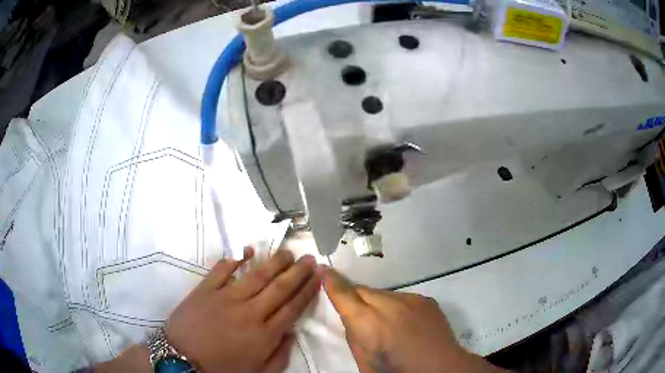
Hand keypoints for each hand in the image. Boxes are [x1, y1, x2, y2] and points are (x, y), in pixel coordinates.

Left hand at [165, 248, 324, 372]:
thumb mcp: (258, 371)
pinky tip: (247, 251)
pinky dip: (235, 258)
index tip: (320, 275)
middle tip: (309, 258)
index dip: (308, 290)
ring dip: (275, 262)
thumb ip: (280, 355)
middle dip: (298, 272)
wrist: (183, 359)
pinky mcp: (206, 289)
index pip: (293, 307)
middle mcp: (250, 312)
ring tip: (288, 252)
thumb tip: (292, 333)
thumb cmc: (222, 368)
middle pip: (280, 288)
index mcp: (264, 334)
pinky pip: (223, 269)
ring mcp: (226, 298)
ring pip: (257, 275)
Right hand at [324, 269, 505, 372]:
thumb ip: (354, 336)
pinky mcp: (425, 300)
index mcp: (369, 323)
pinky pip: (402, 298)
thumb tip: (350, 318)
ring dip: (377, 303)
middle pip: (362, 290)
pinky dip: (396, 306)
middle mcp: (389, 305)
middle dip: (354, 296)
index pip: (344, 294)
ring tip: (384, 322)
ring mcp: (410, 300)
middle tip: (355, 311)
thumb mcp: (364, 362)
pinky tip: (403, 322)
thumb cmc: (396, 371)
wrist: (441, 368)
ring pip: (383, 293)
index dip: (332, 282)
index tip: (324, 271)